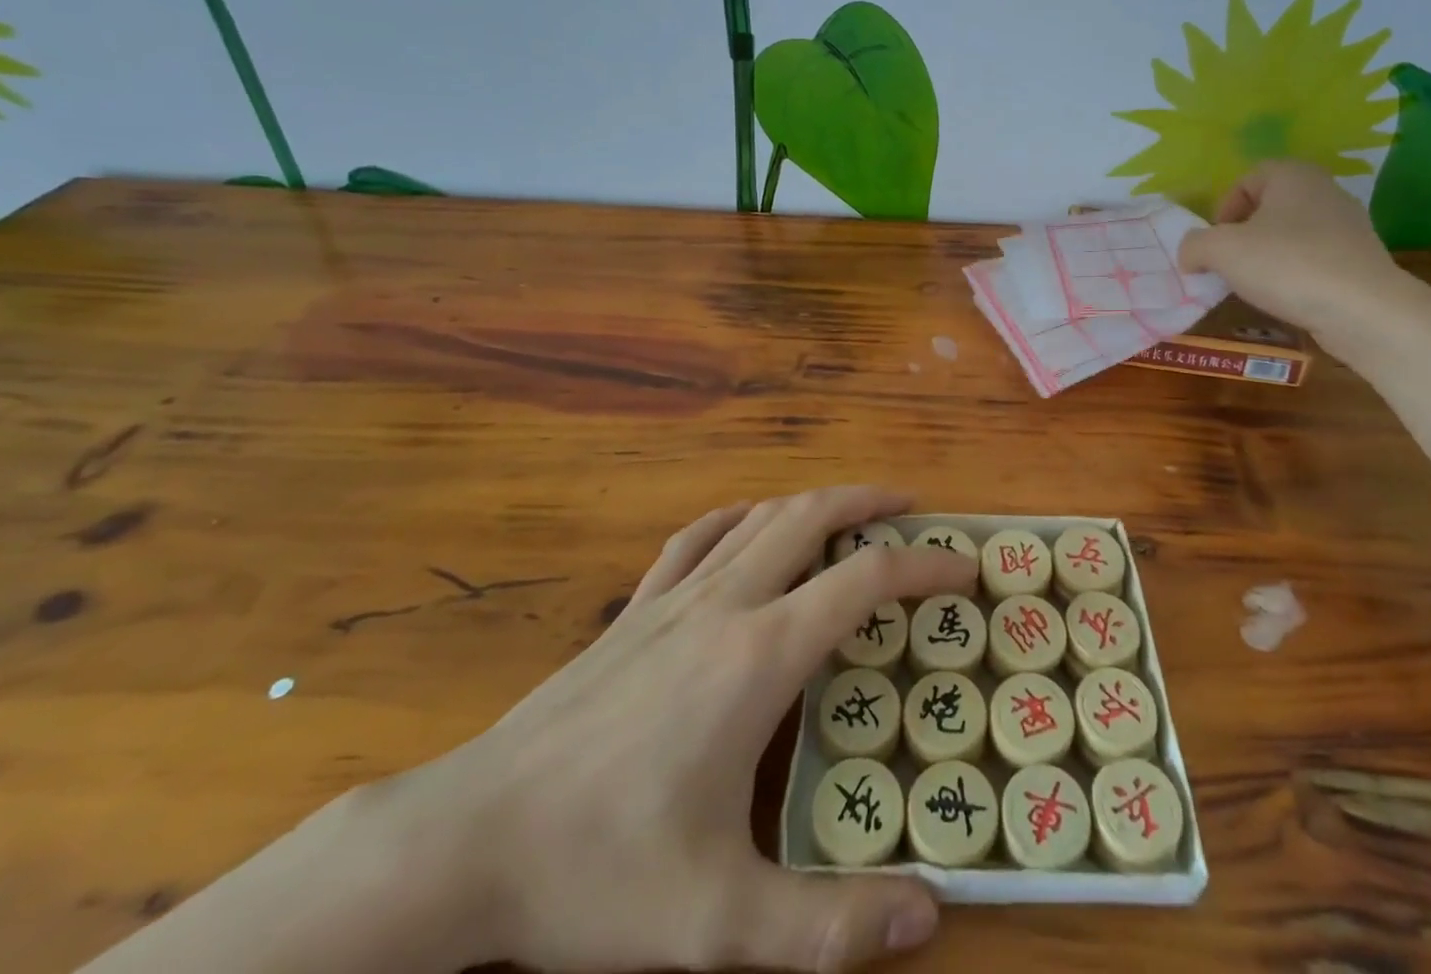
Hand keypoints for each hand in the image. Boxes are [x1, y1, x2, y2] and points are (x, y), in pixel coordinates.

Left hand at [398, 486, 976, 973]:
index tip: (964, 568)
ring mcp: (675, 597)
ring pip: (761, 515)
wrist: (467, 841)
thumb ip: (827, 928)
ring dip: (815, 502)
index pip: (865, 578)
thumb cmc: (599, 873)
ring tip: (851, 513)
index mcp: (761, 656)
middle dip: (871, 502)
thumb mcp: (719, 923)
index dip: (925, 563)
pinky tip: (752, 524)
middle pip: (813, 516)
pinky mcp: (635, 608)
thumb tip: (928, 917)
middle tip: (914, 510)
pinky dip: (743, 516)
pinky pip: (700, 535)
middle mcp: (728, 604)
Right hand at [1177, 161, 1405, 340]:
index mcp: (1293, 175)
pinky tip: (1287, 298)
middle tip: (1229, 263)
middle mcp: (1325, 190)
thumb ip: (1194, 245)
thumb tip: (1190, 254)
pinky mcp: (1360, 259)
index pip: (1247, 179)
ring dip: (1268, 256)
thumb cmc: (1287, 265)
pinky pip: (1314, 259)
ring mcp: (1348, 226)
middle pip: (1269, 206)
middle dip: (1244, 234)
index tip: (1216, 241)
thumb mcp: (1221, 251)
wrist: (1364, 310)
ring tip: (1255, 285)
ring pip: (1292, 234)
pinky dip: (1295, 274)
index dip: (1224, 208)